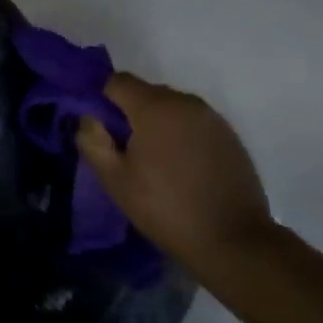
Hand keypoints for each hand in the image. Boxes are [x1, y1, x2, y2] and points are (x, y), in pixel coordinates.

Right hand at [76, 72, 273, 266]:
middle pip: (146, 93)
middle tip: (125, 151)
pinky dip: (182, 136)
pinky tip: (183, 169)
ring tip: (155, 163)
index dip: (102, 100)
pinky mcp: (230, 136)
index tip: (99, 129)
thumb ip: (93, 141)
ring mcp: (212, 118)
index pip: (117, 82)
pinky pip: (194, 123)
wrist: (233, 240)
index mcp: (155, 107)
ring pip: (172, 108)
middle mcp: (185, 102)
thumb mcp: (116, 180)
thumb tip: (89, 118)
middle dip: (130, 114)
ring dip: (158, 125)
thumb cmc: (165, 209)